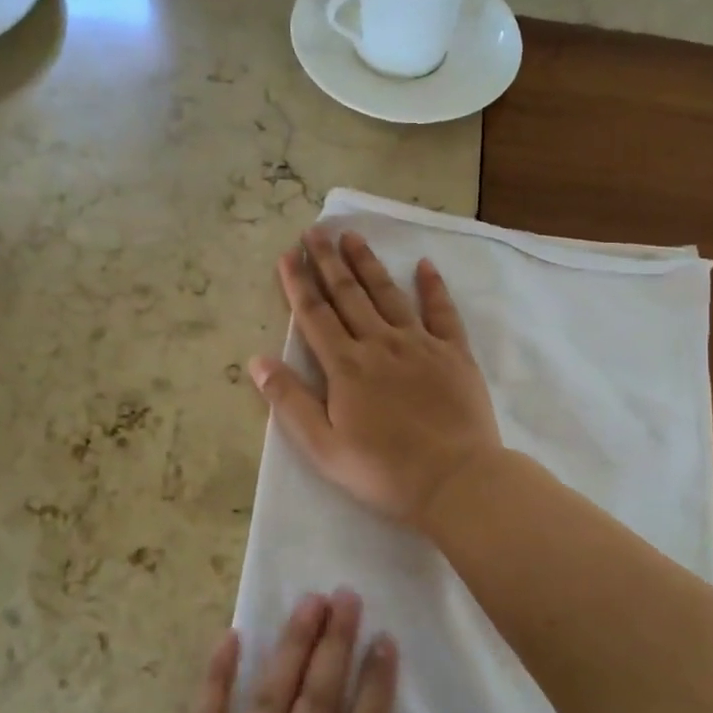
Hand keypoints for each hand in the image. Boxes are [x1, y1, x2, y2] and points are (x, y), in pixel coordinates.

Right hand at [249, 228, 502, 528]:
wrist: (455, 480)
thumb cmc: (383, 470)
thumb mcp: (323, 446)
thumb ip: (290, 401)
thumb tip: (257, 360)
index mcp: (346, 366)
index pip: (315, 316)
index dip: (298, 284)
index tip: (288, 255)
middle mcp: (379, 344)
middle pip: (348, 295)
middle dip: (328, 262)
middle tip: (315, 231)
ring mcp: (419, 344)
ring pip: (388, 294)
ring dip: (368, 264)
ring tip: (352, 237)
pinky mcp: (454, 353)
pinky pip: (442, 311)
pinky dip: (432, 287)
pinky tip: (424, 265)